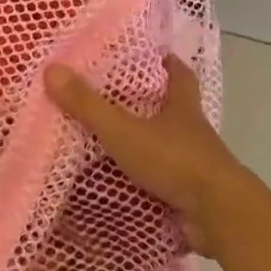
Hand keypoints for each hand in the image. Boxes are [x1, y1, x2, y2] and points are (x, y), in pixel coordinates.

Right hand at [43, 57, 249, 256]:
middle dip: (153, 104)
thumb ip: (88, 105)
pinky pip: (166, 182)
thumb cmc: (174, 160)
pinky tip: (127, 184)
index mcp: (182, 107)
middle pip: (175, 109)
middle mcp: (192, 132)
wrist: (218, 215)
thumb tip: (52, 69)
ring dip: (149, 144)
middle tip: (120, 98)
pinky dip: (149, 181)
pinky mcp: (192, 196)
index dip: (168, 63)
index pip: (180, 75)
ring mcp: (196, 165)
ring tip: (115, 141)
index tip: (156, 55)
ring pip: (170, 146)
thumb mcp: (124, 130)